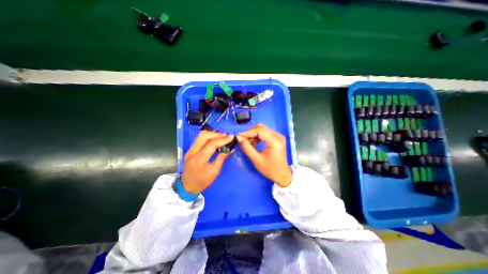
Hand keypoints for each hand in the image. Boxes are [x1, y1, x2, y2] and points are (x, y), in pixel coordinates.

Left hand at [183, 130, 236, 192]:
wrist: (187, 186)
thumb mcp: (215, 171)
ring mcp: (190, 149)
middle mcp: (193, 151)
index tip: (231, 137)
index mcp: (199, 158)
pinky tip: (214, 140)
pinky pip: (199, 139)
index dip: (223, 139)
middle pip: (204, 135)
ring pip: (200, 135)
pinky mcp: (190, 149)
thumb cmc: (202, 181)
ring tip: (222, 137)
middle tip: (226, 137)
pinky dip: (208, 137)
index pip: (212, 144)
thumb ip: (222, 158)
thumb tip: (230, 149)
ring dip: (212, 134)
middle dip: (217, 134)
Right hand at [238, 123, 290, 185]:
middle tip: (242, 140)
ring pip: (262, 130)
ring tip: (247, 143)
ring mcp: (278, 136)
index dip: (248, 132)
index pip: (260, 130)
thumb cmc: (270, 169)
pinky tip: (253, 143)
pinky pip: (265, 133)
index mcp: (275, 141)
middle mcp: (278, 136)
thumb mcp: (256, 160)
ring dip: (253, 135)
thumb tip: (238, 138)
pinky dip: (257, 137)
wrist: (282, 175)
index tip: (238, 136)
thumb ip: (247, 148)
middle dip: (250, 133)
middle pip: (261, 128)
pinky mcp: (276, 138)